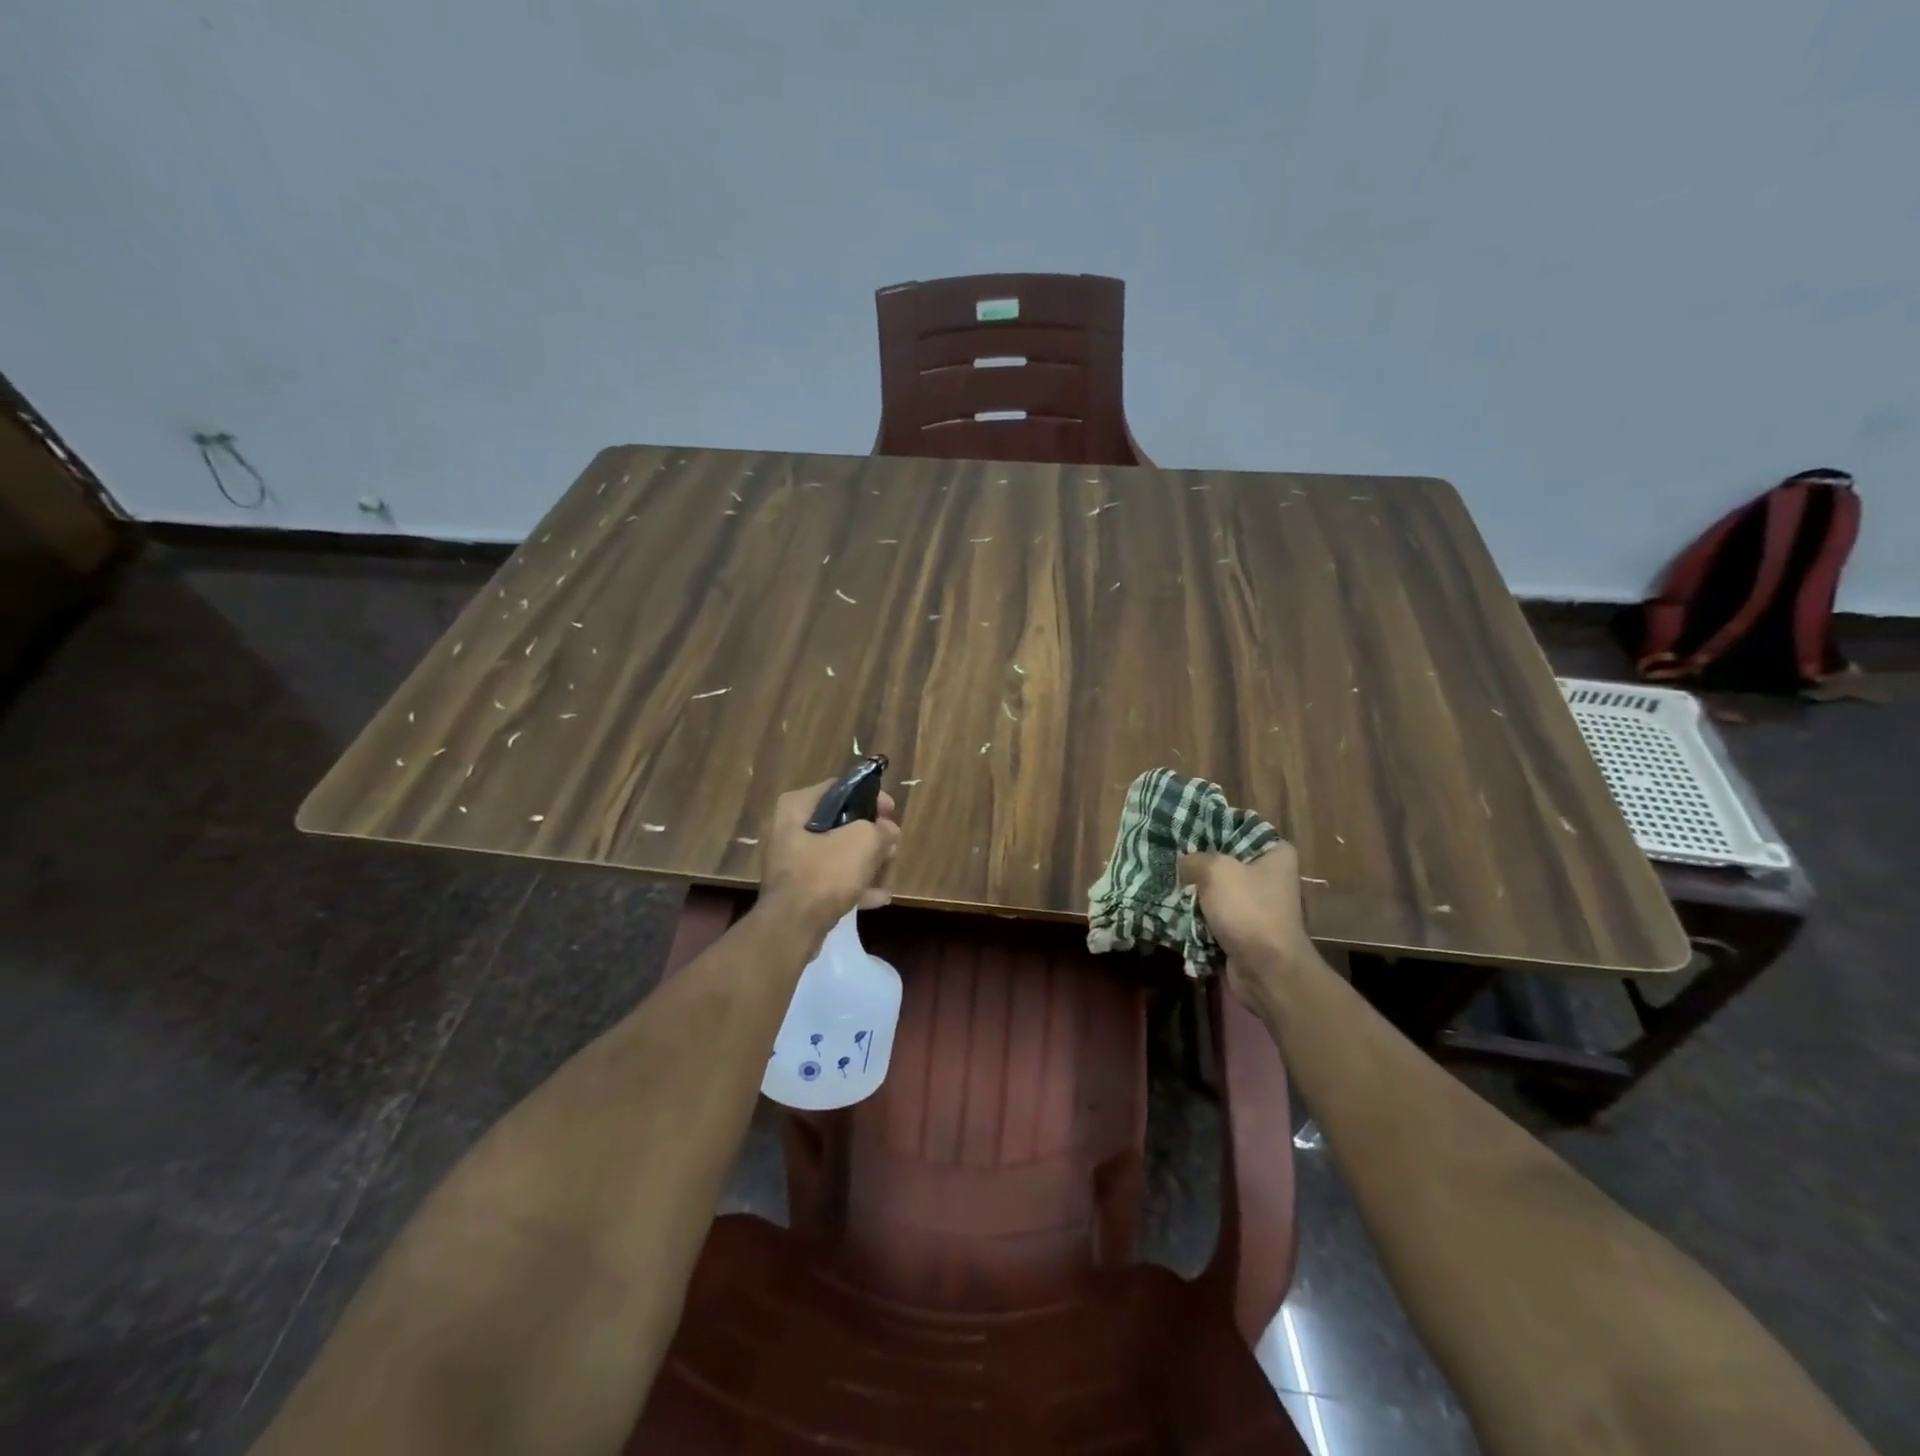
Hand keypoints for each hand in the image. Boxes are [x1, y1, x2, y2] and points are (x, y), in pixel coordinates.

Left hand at [757, 780, 901, 941]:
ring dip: (866, 860)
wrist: (793, 926)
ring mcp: (793, 861)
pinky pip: (831, 879)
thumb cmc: (826, 872)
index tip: (892, 811)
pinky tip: (880, 896)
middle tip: (892, 842)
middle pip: (840, 823)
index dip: (871, 797)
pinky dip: (854, 884)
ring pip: (838, 852)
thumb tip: (887, 829)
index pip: (840, 789)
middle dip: (870, 834)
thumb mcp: (864, 841)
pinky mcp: (799, 889)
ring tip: (890, 867)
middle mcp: (789, 829)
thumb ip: (881, 829)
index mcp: (797, 806)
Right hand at [1179, 842, 1315, 1000]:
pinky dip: (1197, 914)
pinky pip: (1215, 913)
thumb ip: (1193, 858)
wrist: (1266, 971)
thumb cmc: (1248, 910)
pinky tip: (1173, 907)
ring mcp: (1258, 904)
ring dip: (1194, 890)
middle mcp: (1270, 875)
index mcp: (1275, 853)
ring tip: (1165, 880)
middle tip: (1168, 856)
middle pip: (1225, 859)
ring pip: (1217, 888)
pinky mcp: (1245, 929)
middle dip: (1197, 861)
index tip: (1181, 829)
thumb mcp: (1215, 870)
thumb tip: (1182, 864)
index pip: (1238, 828)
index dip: (1209, 827)